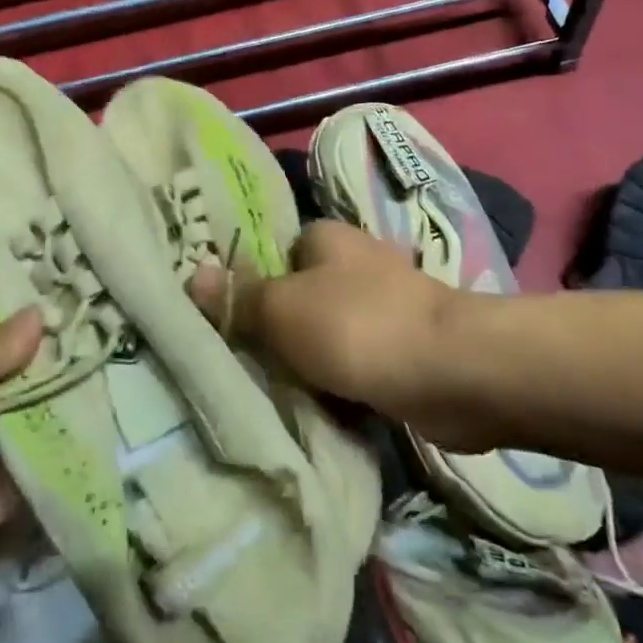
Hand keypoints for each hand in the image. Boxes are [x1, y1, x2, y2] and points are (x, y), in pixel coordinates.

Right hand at [189, 219, 493, 449]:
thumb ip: (239, 296)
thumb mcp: (283, 309)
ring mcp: (383, 303)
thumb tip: (192, 275)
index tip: (225, 318)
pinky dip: (338, 380)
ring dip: (307, 359)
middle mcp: (355, 261)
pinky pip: (353, 360)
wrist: (451, 372)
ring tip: (269, 389)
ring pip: (325, 331)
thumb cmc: (357, 326)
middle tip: (240, 360)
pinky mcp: (402, 345)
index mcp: (325, 237)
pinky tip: (316, 405)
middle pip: (299, 293)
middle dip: (276, 327)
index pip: (273, 252)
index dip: (249, 283)